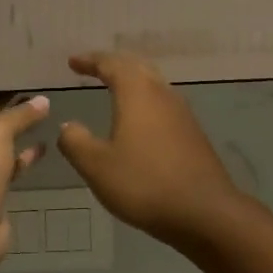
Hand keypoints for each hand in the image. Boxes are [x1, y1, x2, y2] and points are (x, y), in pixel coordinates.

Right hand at [58, 53, 247, 247]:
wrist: (204, 212)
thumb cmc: (144, 183)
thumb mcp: (97, 166)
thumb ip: (75, 141)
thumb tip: (68, 126)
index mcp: (137, 93)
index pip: (111, 64)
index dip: (90, 60)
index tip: (72, 62)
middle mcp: (162, 94)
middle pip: (137, 67)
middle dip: (113, 65)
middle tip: (93, 68)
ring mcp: (182, 114)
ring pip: (154, 85)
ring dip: (132, 82)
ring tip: (114, 89)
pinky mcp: (192, 134)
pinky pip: (163, 106)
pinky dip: (145, 102)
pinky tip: (139, 121)